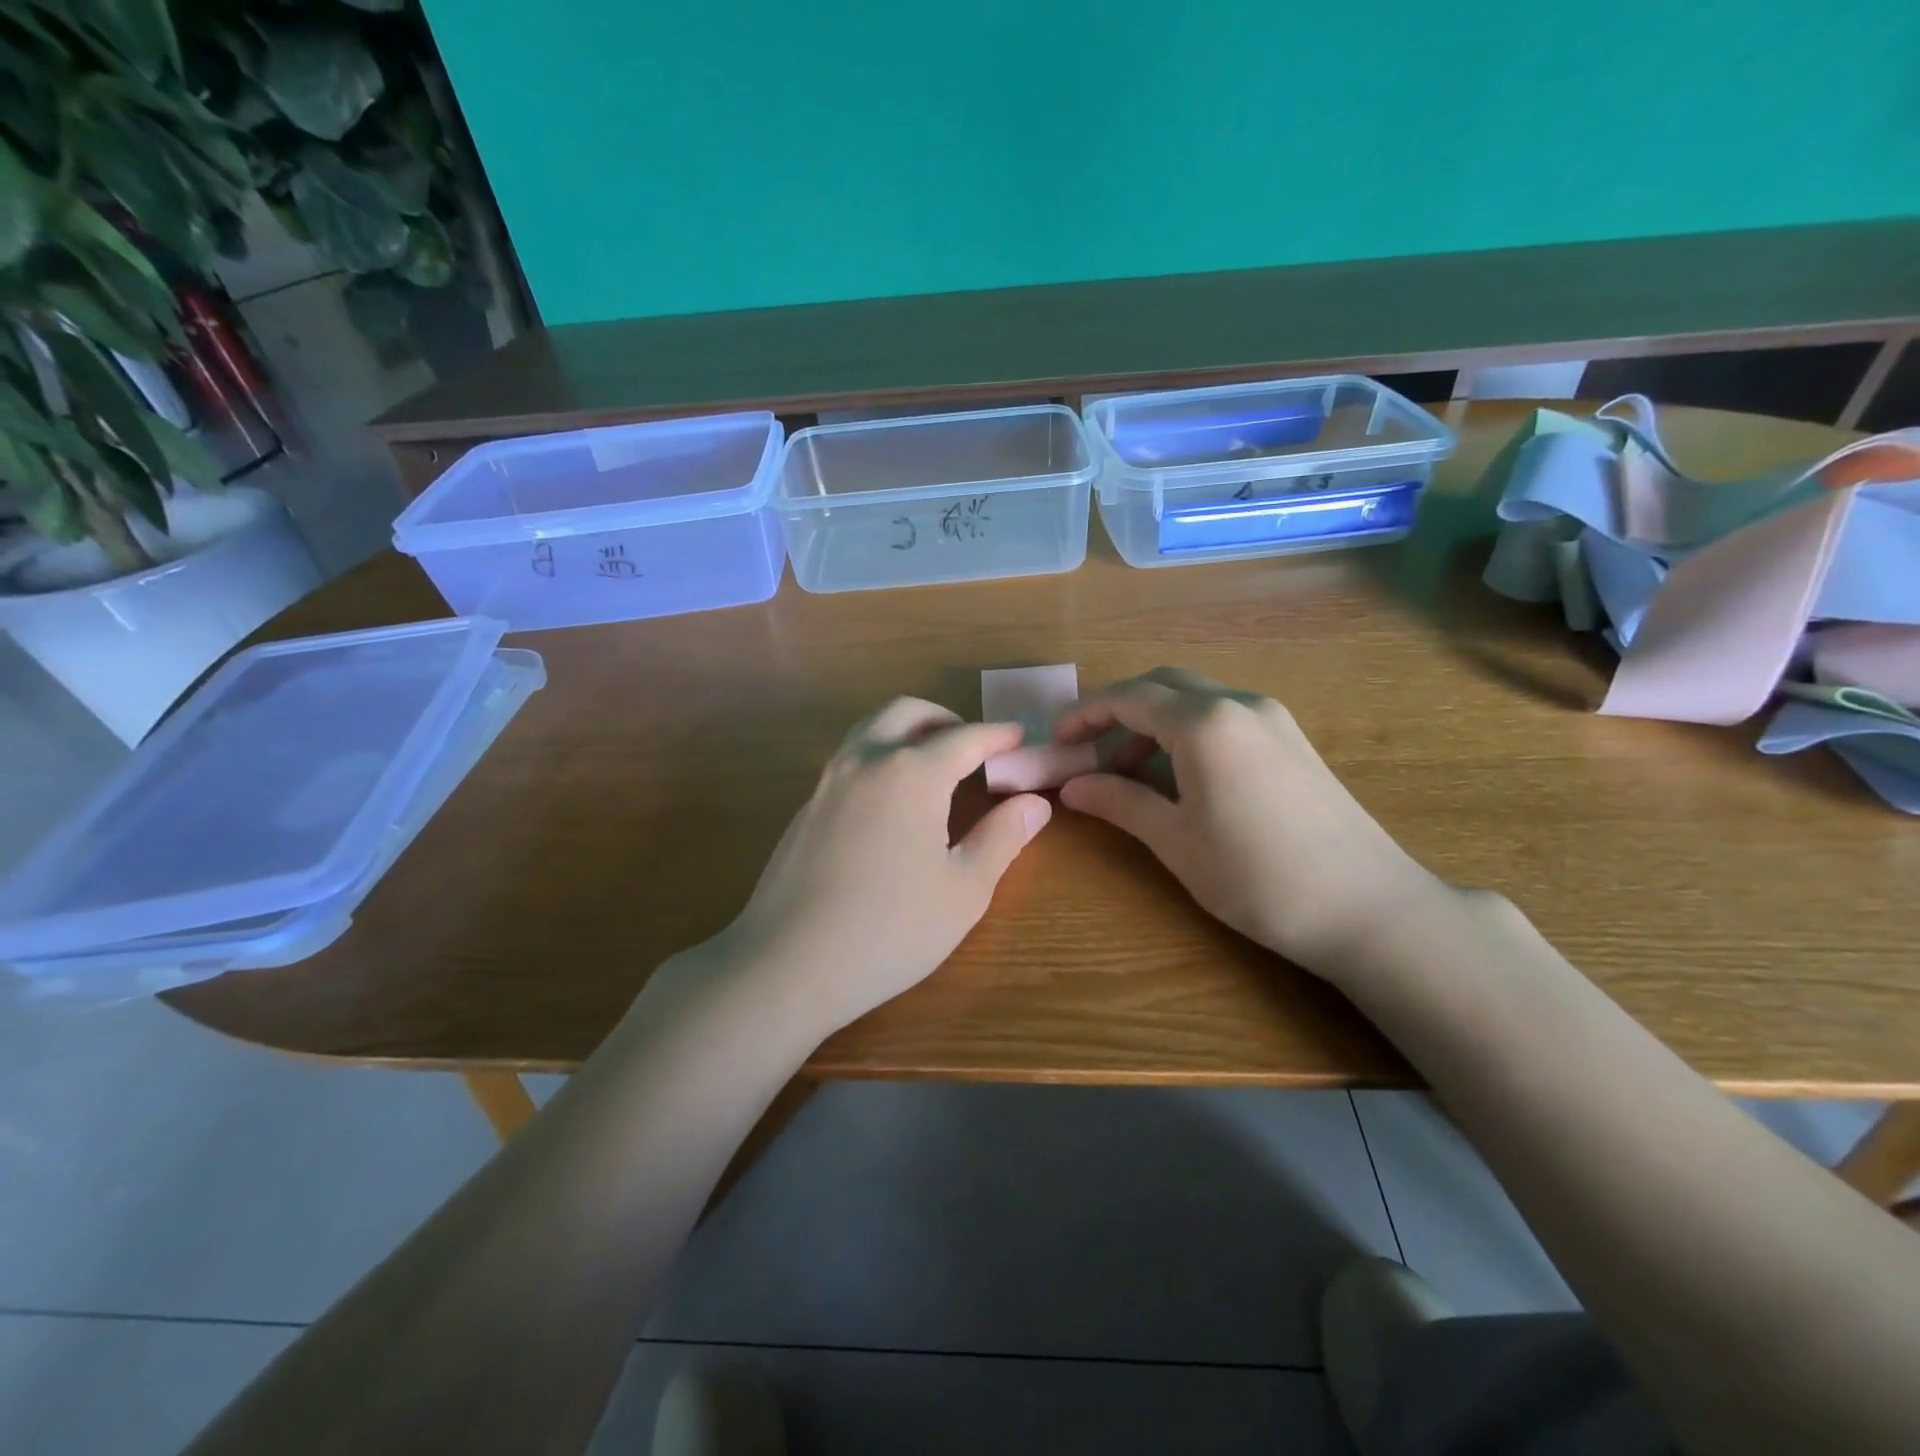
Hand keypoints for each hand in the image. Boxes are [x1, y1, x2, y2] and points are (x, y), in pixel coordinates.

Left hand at [719, 698, 1051, 1036]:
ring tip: (934, 767)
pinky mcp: (805, 808)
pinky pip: (849, 760)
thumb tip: (1035, 802)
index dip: (997, 736)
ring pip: (870, 730)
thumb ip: (1002, 838)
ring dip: (906, 732)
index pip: (964, 738)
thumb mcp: (963, 890)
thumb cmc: (890, 930)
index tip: (1020, 738)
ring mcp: (827, 782)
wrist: (787, 964)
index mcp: (911, 774)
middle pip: (907, 713)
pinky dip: (879, 757)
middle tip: (972, 747)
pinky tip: (890, 802)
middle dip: (945, 720)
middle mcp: (865, 762)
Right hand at [1054, 668, 1440, 977]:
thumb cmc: (1258, 876)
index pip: (1130, 698)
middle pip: (1163, 685)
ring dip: (1153, 721)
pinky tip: (1180, 775)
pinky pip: (1223, 717)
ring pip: (1195, 699)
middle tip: (1088, 748)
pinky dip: (1187, 732)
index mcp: (1205, 723)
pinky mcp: (1291, 740)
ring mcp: (1272, 719)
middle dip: (1118, 709)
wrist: (1368, 907)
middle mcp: (1239, 704)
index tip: (1056, 739)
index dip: (1086, 713)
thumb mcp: (1176, 841)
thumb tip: (1072, 786)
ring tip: (1128, 771)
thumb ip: (1120, 802)